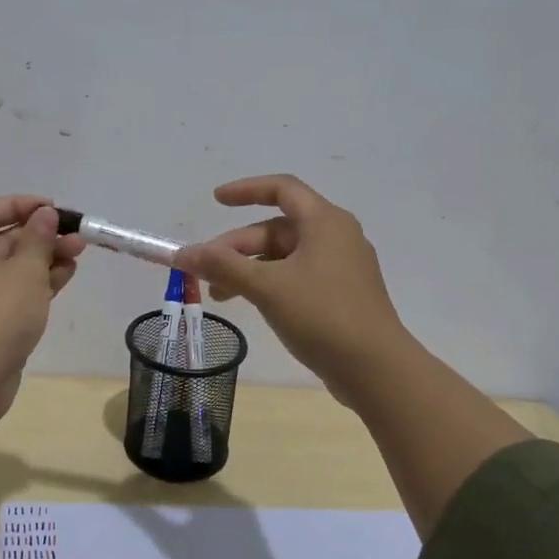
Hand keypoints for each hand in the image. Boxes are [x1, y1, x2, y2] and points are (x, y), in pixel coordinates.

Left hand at [0, 196, 85, 414]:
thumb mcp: (26, 268)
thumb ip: (38, 238)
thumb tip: (44, 215)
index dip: (19, 204)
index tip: (52, 209)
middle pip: (2, 240)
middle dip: (41, 236)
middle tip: (76, 238)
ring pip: (12, 269)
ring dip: (44, 260)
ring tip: (77, 257)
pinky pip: (13, 293)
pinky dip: (37, 284)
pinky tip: (64, 280)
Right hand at [173, 174, 411, 403]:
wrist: (376, 370)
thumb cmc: (322, 316)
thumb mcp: (267, 287)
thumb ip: (223, 266)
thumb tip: (182, 253)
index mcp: (325, 222)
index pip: (282, 189)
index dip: (246, 190)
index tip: (216, 200)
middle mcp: (336, 237)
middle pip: (277, 228)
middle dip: (238, 246)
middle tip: (205, 271)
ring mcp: (341, 268)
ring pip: (285, 256)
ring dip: (250, 269)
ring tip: (219, 295)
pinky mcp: (341, 295)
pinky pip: (297, 277)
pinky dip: (270, 283)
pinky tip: (251, 304)